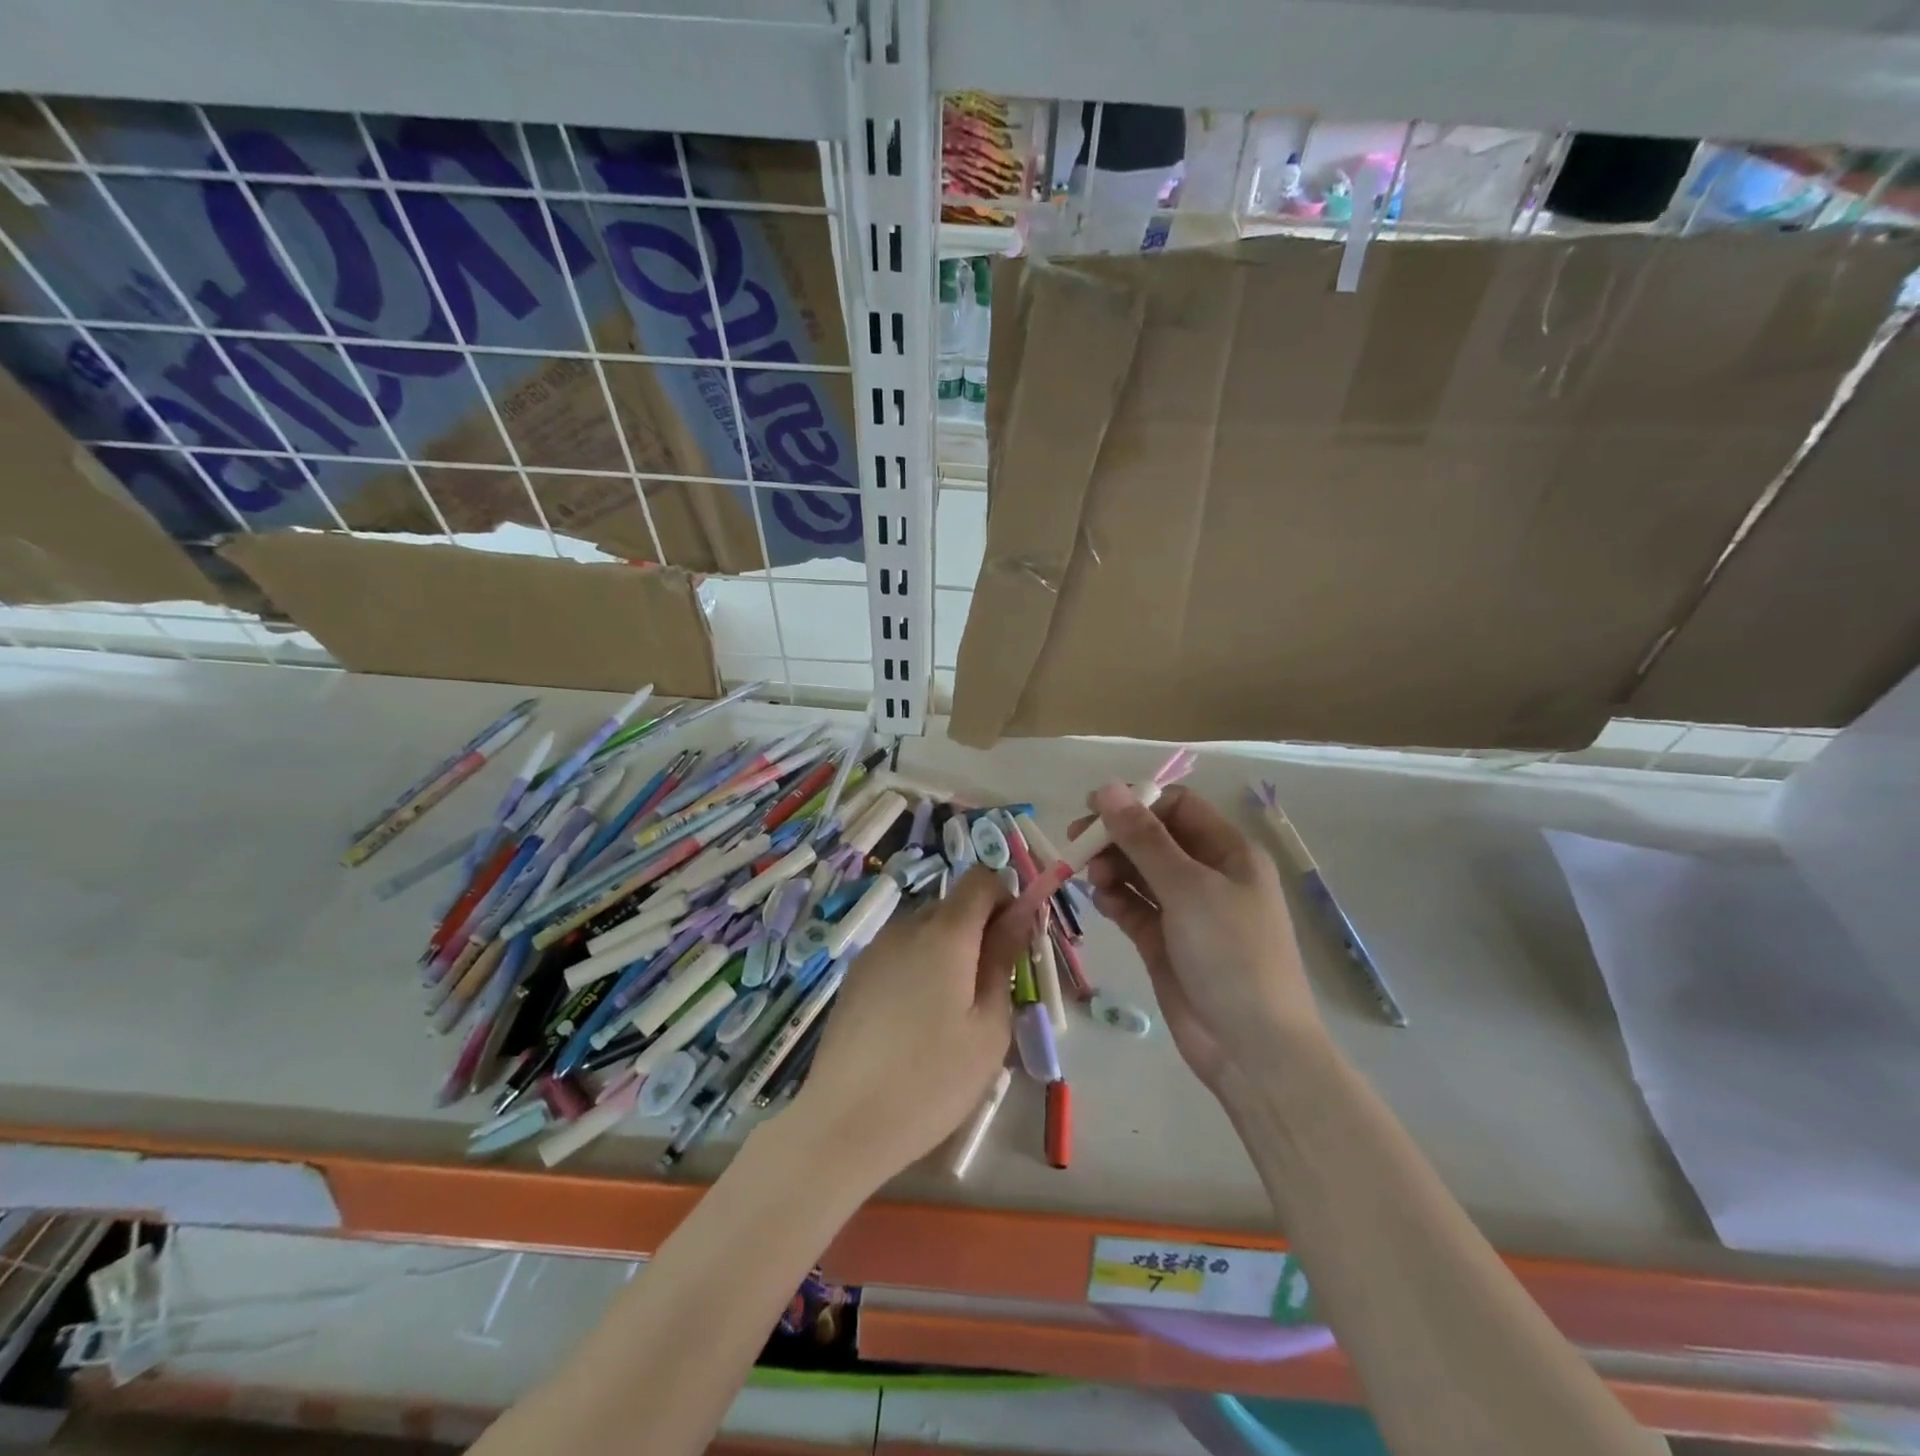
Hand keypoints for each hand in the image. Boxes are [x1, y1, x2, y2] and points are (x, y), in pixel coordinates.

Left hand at [786, 867, 1034, 1188]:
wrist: (844, 1122)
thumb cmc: (932, 1079)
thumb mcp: (988, 1025)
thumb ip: (1004, 958)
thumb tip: (1020, 912)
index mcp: (945, 932)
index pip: (980, 879)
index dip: (1006, 898)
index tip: (1014, 943)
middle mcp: (906, 926)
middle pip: (952, 905)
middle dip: (978, 931)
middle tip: (989, 990)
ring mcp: (875, 949)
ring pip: (925, 930)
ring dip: (948, 952)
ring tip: (950, 1013)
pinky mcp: (855, 975)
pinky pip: (900, 952)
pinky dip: (919, 968)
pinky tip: (915, 1022)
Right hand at [1079, 784, 1322, 1088]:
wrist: (1252, 1048)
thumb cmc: (1231, 954)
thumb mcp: (1188, 888)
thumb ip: (1143, 838)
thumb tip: (1107, 788)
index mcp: (1229, 852)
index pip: (1177, 808)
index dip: (1136, 803)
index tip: (1093, 810)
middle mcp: (1208, 875)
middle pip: (1153, 839)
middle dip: (1116, 838)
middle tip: (1077, 845)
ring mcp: (1186, 910)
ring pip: (1139, 872)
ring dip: (1113, 869)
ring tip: (1094, 881)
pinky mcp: (1165, 942)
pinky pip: (1134, 907)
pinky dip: (1116, 901)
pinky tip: (1103, 904)